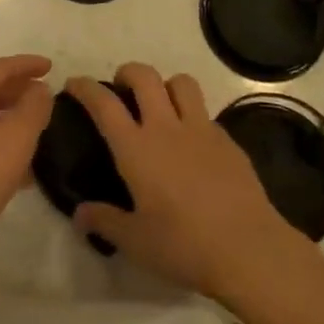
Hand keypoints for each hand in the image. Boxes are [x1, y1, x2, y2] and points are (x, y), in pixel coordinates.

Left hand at [0, 55, 53, 287]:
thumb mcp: (15, 138)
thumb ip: (33, 108)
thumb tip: (39, 88)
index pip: (0, 67)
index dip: (26, 64)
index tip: (51, 66)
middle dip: (19, 87)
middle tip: (46, 93)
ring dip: (14, 116)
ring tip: (41, 128)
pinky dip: (6, 144)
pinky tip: (25, 170)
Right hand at [67, 64, 316, 309]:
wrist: (250, 250)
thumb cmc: (184, 246)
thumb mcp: (136, 242)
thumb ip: (105, 222)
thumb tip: (79, 215)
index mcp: (137, 148)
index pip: (104, 103)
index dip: (86, 87)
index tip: (74, 84)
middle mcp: (166, 127)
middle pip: (144, 76)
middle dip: (127, 72)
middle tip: (121, 89)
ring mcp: (201, 129)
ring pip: (180, 82)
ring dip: (165, 85)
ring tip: (160, 105)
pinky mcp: (228, 140)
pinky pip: (205, 113)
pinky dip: (193, 116)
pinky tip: (193, 143)